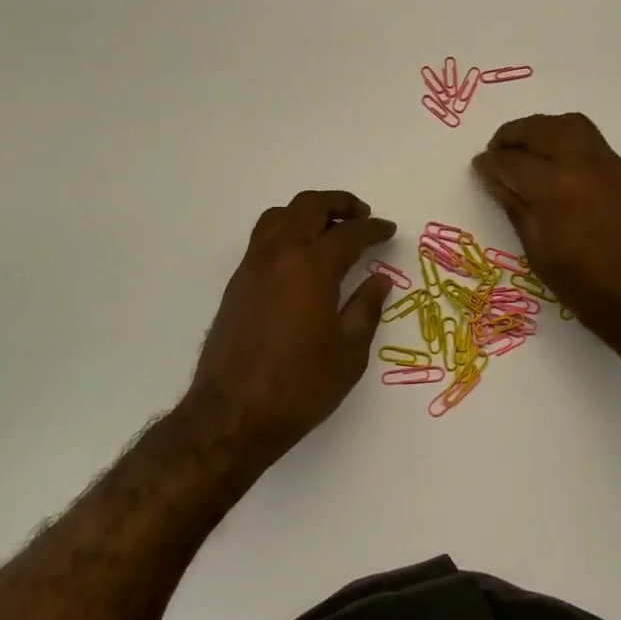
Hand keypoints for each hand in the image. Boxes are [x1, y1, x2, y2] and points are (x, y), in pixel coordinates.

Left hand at [184, 191, 396, 460]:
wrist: (232, 415)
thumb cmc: (299, 387)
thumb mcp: (348, 353)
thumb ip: (366, 308)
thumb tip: (378, 280)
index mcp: (312, 268)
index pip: (349, 233)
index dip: (373, 229)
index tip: (388, 230)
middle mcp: (279, 255)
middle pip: (309, 206)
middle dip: (340, 203)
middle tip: (361, 215)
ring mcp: (253, 266)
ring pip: (280, 215)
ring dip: (308, 212)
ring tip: (329, 228)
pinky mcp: (237, 283)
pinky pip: (264, 237)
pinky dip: (287, 230)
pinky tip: (301, 256)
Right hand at [473, 114, 620, 382]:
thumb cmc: (588, 289)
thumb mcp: (540, 254)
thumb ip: (516, 208)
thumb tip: (496, 179)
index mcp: (554, 189)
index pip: (511, 161)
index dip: (490, 163)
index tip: (480, 167)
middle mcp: (582, 165)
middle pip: (541, 129)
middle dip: (513, 135)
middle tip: (498, 150)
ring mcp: (610, 165)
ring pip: (570, 125)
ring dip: (542, 130)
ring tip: (527, 150)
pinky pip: (591, 141)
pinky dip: (566, 141)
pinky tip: (557, 165)